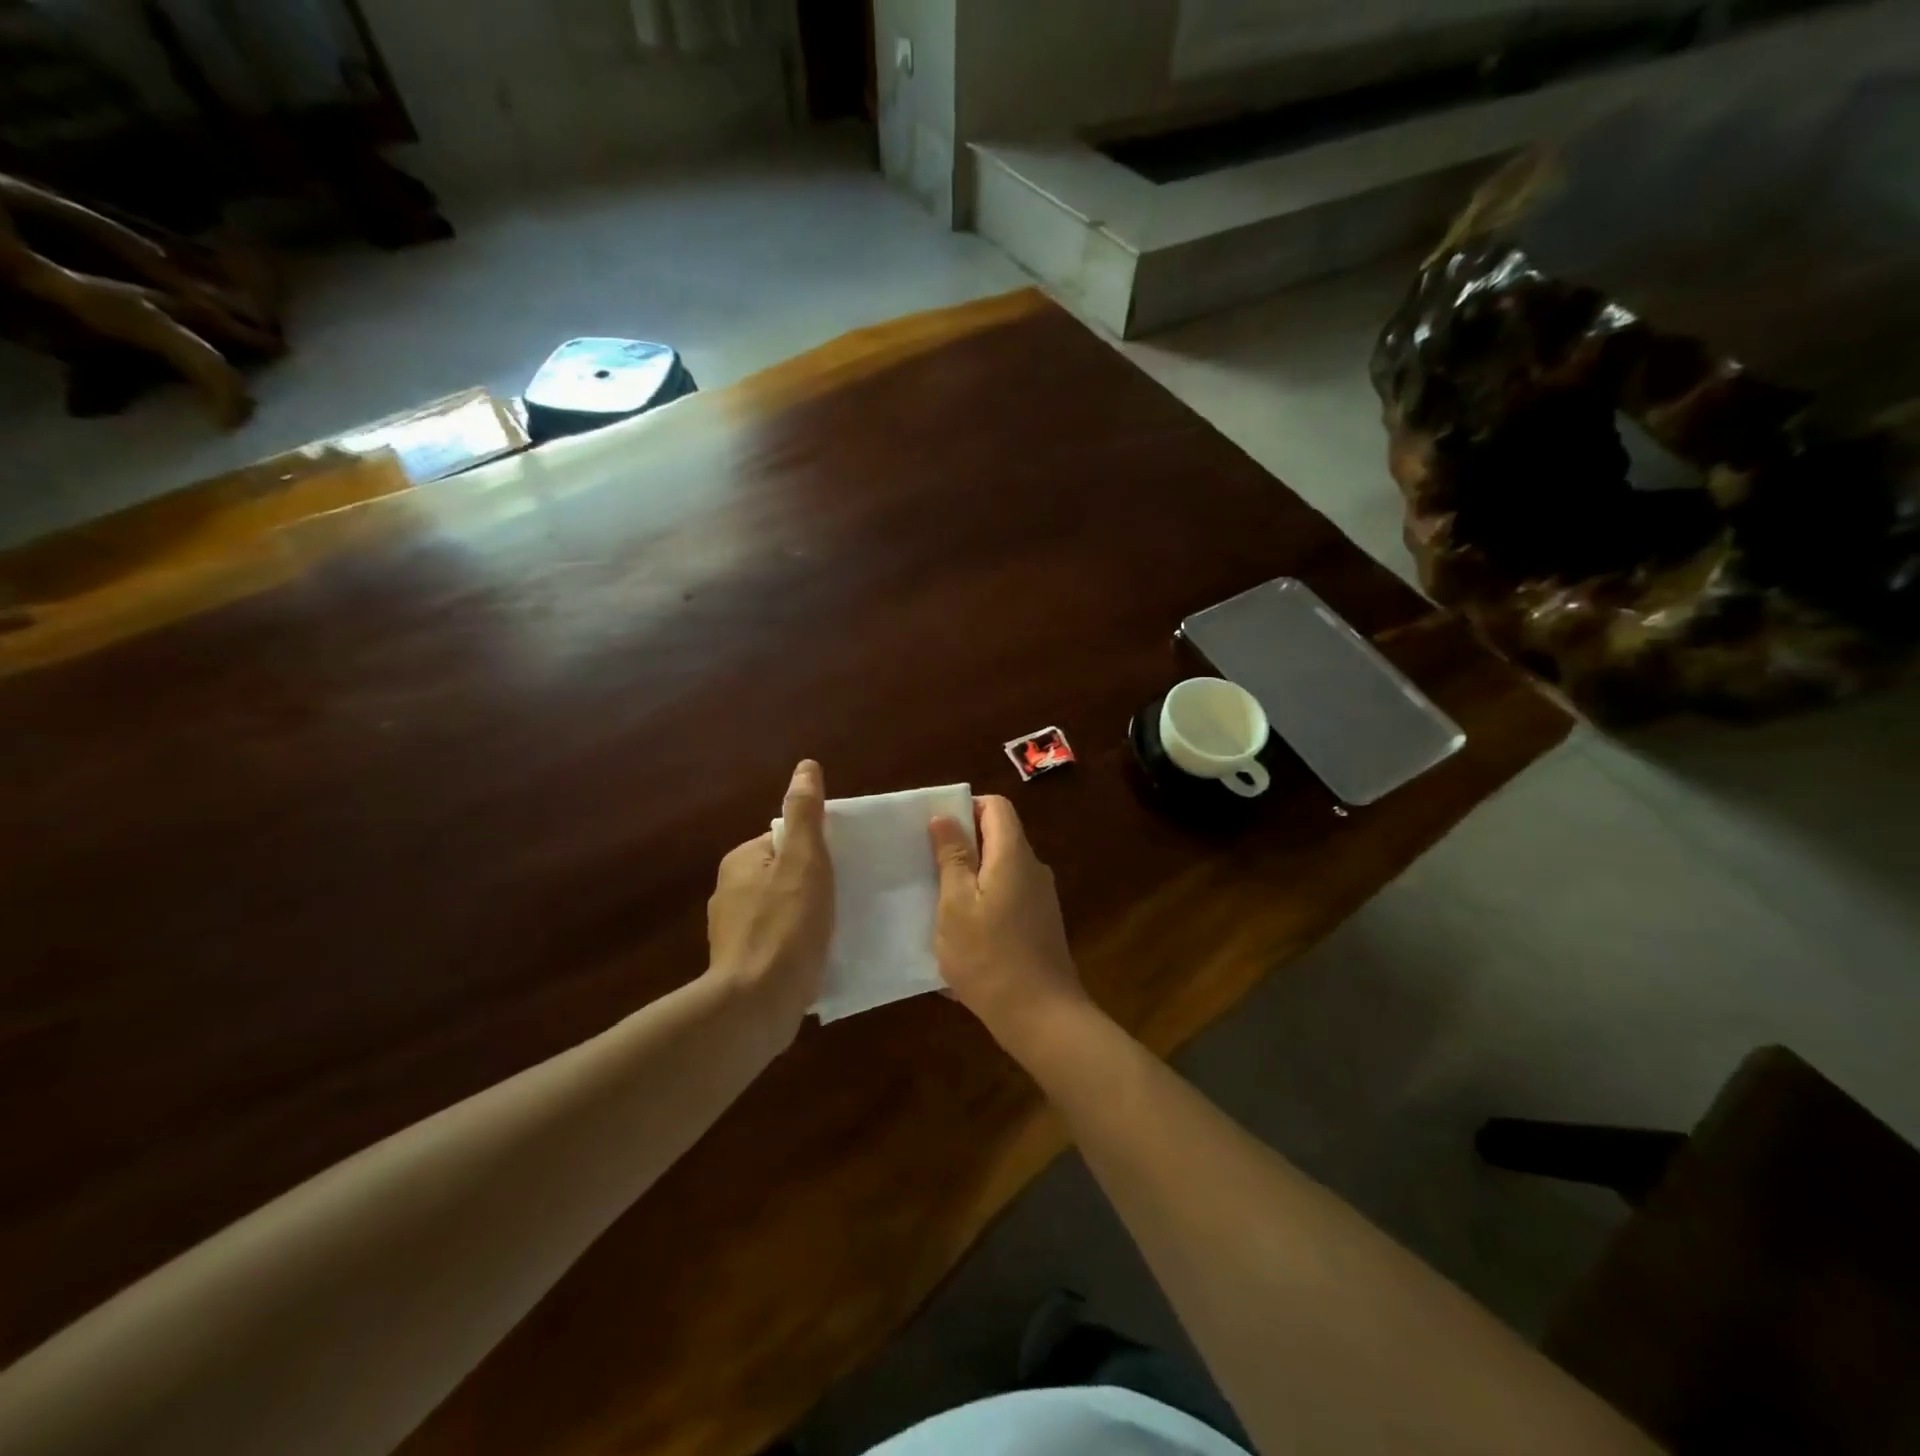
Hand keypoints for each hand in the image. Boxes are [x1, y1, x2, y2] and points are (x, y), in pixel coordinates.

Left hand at [706, 760, 833, 1033]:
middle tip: (848, 896)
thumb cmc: (785, 926)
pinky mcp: (743, 965)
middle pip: (785, 874)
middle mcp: (730, 891)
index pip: (787, 840)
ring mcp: (733, 932)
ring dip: (808, 915)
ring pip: (783, 908)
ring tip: (840, 927)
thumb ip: (805, 814)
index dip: (819, 850)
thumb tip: (806, 766)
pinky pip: (779, 941)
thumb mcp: (804, 861)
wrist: (755, 1006)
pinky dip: (799, 944)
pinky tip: (819, 957)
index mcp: (742, 861)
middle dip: (814, 883)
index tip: (844, 866)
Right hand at [929, 795, 1090, 1054]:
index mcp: (1013, 855)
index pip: (996, 807)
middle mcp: (1033, 869)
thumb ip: (952, 858)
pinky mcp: (1041, 924)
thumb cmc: (989, 956)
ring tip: (939, 900)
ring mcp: (1041, 898)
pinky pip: (1009, 895)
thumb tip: (945, 817)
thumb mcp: (956, 905)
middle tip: (928, 865)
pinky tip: (964, 931)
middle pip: (999, 837)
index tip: (936, 831)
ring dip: (972, 876)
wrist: (1041, 1016)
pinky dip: (986, 900)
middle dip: (964, 845)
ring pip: (1002, 869)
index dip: (966, 808)